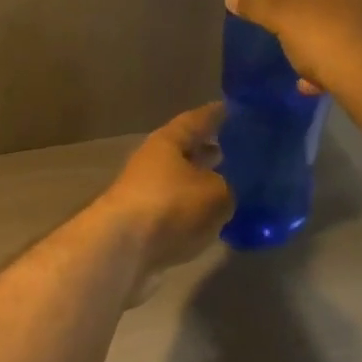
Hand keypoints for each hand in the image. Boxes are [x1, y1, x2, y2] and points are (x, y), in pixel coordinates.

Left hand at [98, 103, 232, 279]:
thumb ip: (229, 187)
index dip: (216, 114)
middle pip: (185, 152)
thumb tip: (229, 190)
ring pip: (181, 183)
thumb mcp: (216, 193)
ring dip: (202, 183)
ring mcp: (145, 195)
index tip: (234, 110)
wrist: (122, 250)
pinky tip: (214, 218)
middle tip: (238, 151)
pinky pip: (177, 210)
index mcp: (168, 142)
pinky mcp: (143, 225)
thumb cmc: (171, 206)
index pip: (196, 120)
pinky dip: (194, 211)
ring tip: (232, 186)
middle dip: (209, 151)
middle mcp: (153, 163)